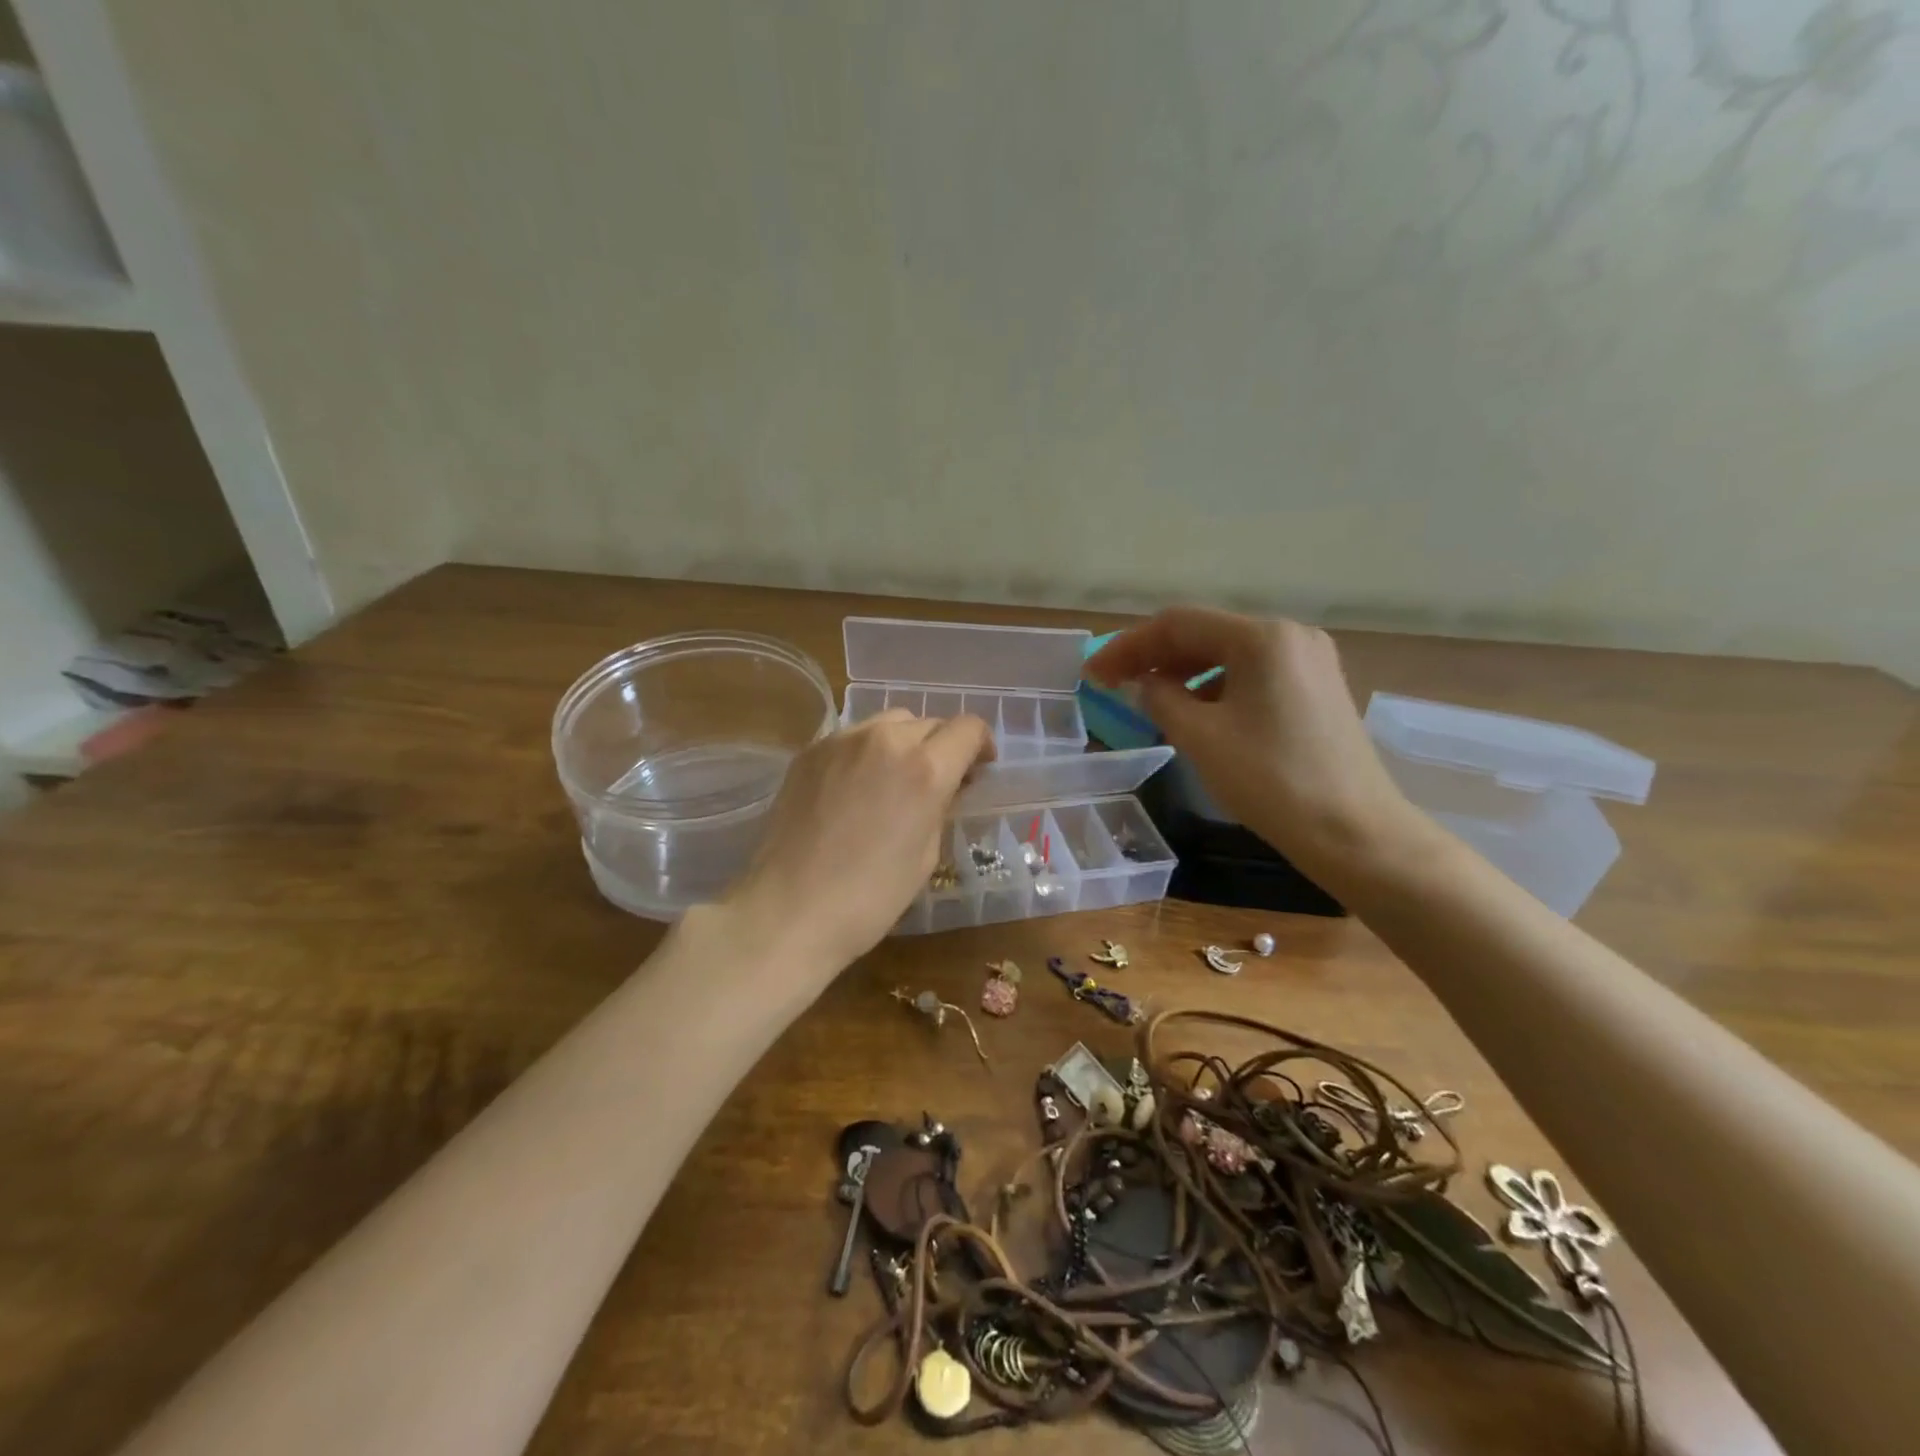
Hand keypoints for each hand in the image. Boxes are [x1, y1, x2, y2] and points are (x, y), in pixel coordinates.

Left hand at [723, 710, 994, 978]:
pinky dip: (867, 752)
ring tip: (894, 779)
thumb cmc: (871, 897)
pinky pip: (852, 737)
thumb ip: (940, 805)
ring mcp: (842, 740)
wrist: (790, 910)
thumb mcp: (926, 854)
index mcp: (925, 768)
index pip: (968, 728)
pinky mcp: (810, 751)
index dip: (981, 745)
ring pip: (889, 722)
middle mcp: (886, 740)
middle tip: (937, 782)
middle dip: (941, 746)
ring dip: (904, 743)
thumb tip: (945, 786)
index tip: (978, 769)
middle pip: (929, 721)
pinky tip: (856, 787)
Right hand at [1085, 607, 1421, 885]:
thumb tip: (1144, 683)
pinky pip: (1252, 674)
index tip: (1093, 674)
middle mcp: (1289, 636)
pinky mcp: (1316, 689)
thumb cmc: (1271, 780)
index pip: (1178, 624)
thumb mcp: (1200, 737)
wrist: (1354, 832)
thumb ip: (1160, 698)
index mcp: (1262, 637)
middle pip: (1205, 633)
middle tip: (1113, 683)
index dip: (1128, 645)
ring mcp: (1309, 661)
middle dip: (1154, 656)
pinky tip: (1194, 712)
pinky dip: (1215, 687)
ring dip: (1183, 672)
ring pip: (1228, 654)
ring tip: (1147, 698)